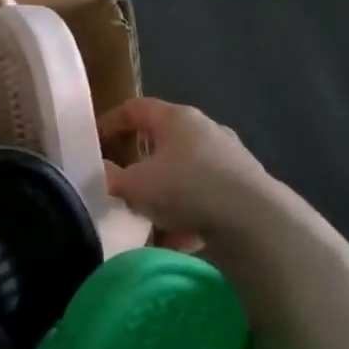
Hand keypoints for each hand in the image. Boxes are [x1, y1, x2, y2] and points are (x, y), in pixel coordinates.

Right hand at [100, 98, 272, 245]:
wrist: (253, 221)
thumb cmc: (185, 188)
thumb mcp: (133, 185)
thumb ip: (111, 178)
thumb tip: (103, 172)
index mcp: (176, 118)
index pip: (135, 108)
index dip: (110, 123)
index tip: (94, 144)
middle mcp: (205, 130)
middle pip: (162, 141)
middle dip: (139, 164)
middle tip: (121, 183)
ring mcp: (229, 159)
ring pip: (184, 174)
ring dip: (164, 195)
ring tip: (148, 219)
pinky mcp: (244, 188)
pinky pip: (205, 198)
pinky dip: (189, 215)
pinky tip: (177, 240)